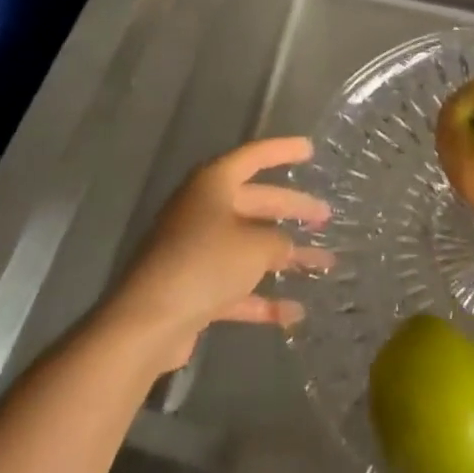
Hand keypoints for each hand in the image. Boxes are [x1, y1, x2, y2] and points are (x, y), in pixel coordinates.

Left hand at [103, 137, 333, 373]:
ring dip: (284, 257)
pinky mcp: (194, 288)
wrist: (148, 322)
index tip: (310, 150)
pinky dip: (262, 297)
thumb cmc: (204, 263)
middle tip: (325, 215)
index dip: (283, 151)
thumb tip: (284, 245)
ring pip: (249, 245)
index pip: (255, 156)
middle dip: (291, 209)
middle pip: (256, 202)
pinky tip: (294, 313)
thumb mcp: (254, 246)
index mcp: (214, 183)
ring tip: (323, 263)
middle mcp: (204, 209)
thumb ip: (277, 240)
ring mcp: (197, 249)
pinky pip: (236, 285)